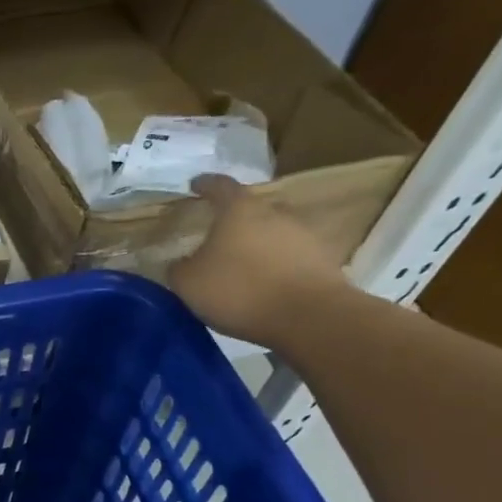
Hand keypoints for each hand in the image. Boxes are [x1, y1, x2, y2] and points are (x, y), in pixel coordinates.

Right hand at [167, 174, 350, 347]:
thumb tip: (181, 263)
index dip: (205, 185)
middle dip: (233, 220)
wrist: (307, 316)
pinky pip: (290, 256)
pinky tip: (264, 283)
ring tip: (241, 264)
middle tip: (216, 236)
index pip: (219, 186)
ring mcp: (303, 234)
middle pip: (250, 209)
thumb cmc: (239, 290)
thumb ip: (179, 268)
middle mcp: (274, 212)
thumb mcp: (188, 283)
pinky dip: (275, 264)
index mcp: (239, 210)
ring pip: (272, 232)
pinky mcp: (322, 259)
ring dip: (256, 244)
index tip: (195, 185)